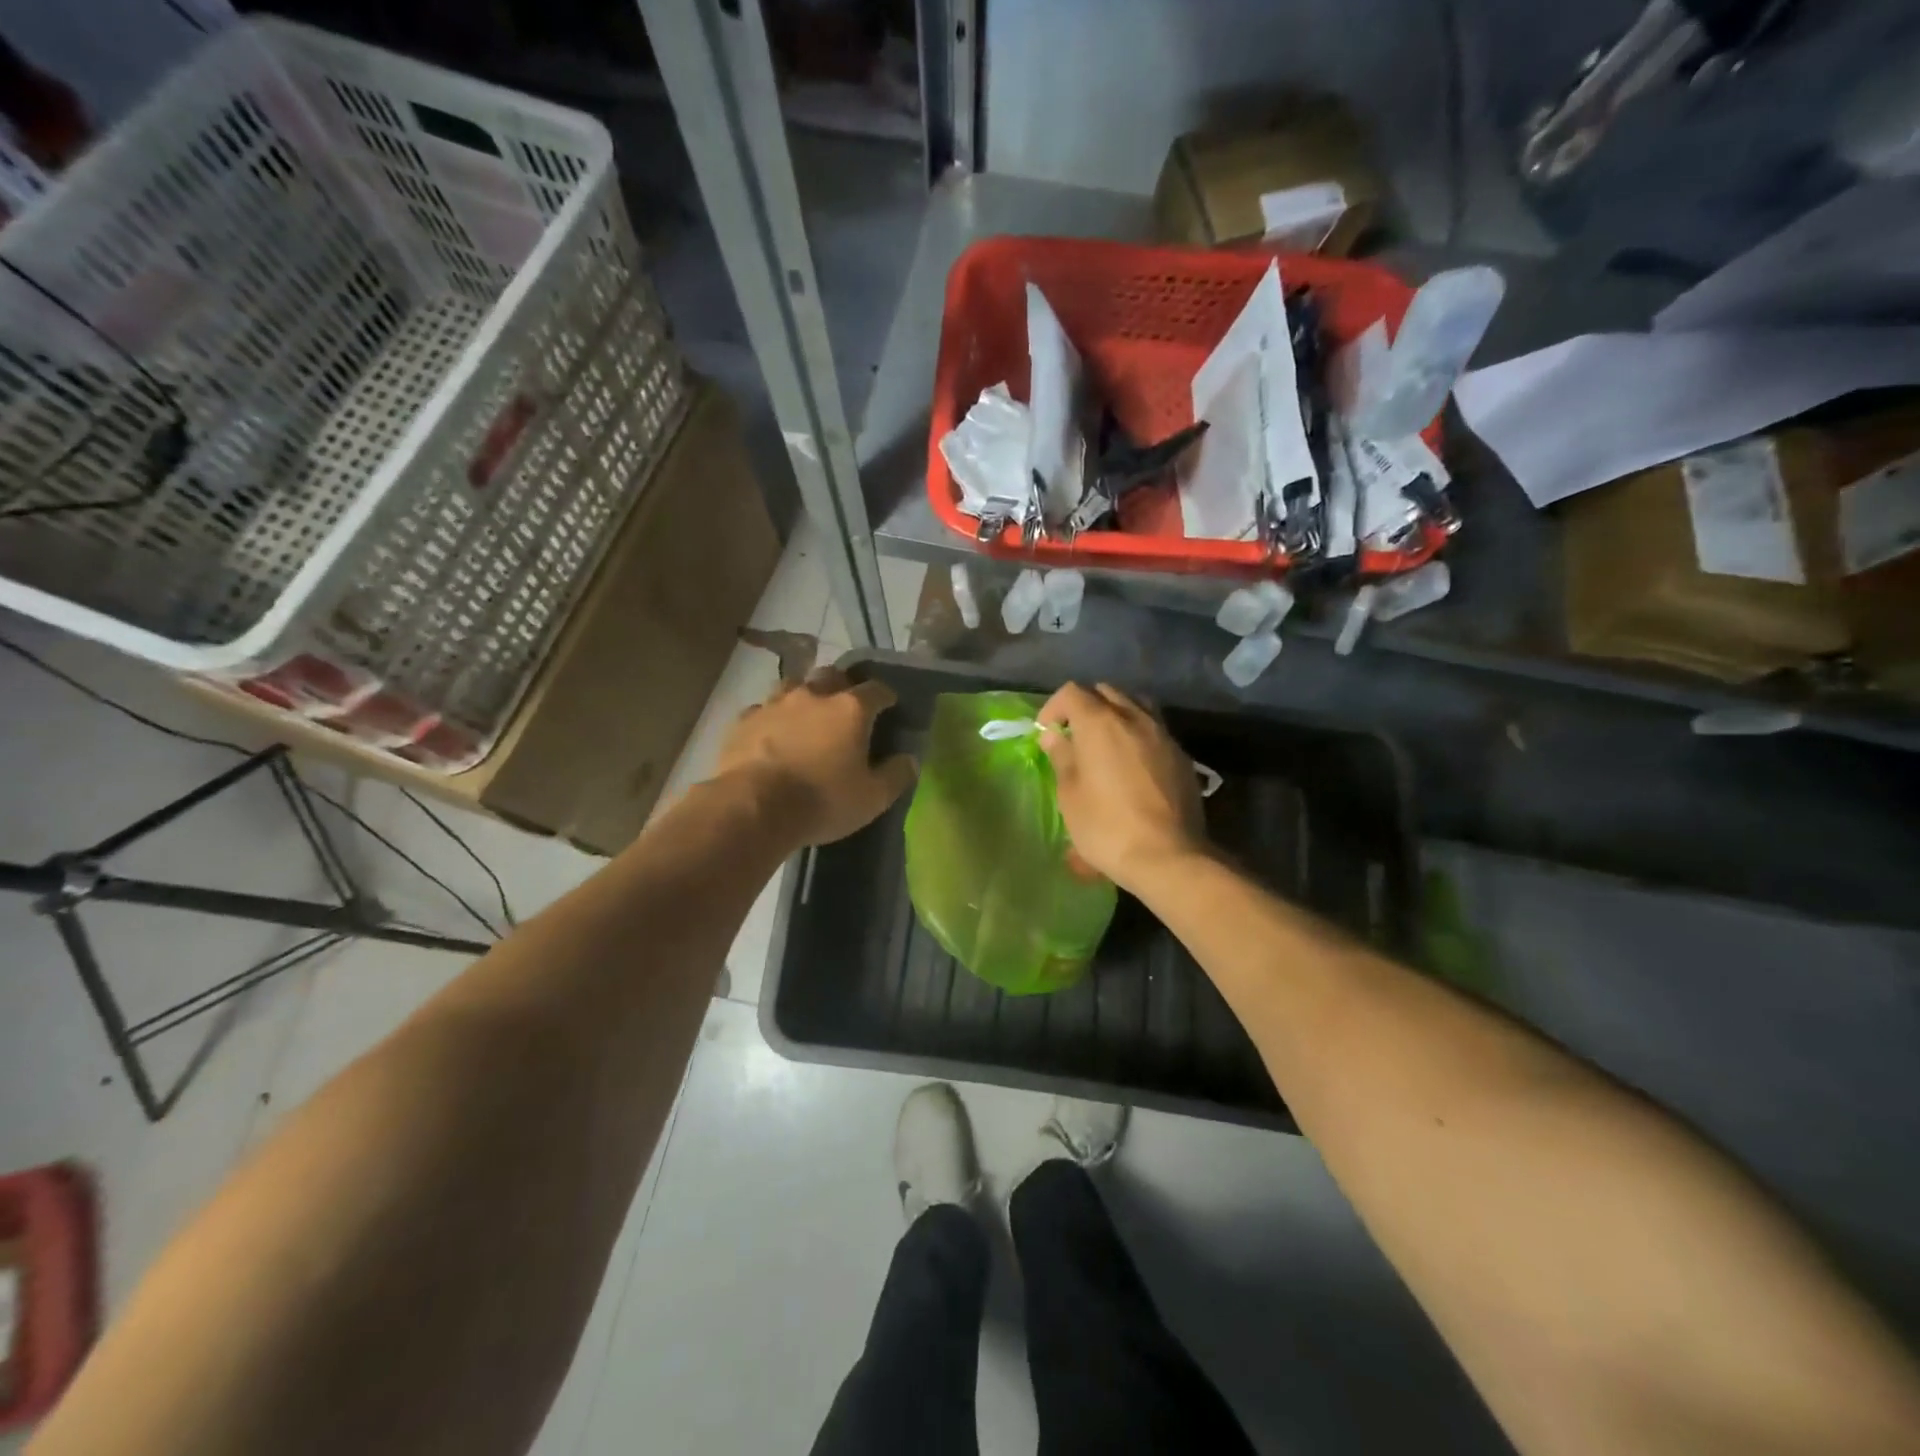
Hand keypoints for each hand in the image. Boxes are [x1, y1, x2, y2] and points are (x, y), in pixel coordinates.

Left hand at [713, 667, 916, 846]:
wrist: (753, 807)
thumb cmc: (822, 801)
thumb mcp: (872, 798)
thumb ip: (896, 775)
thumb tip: (909, 759)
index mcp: (851, 709)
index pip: (877, 690)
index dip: (886, 696)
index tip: (890, 707)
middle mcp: (814, 695)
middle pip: (833, 676)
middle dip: (843, 686)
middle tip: (846, 708)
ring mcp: (775, 703)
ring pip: (795, 685)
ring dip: (805, 695)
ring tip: (807, 716)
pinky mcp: (744, 720)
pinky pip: (763, 709)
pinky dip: (773, 717)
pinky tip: (773, 734)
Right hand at [1037, 683, 1206, 891]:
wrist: (1167, 855)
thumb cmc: (1106, 826)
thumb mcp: (1070, 794)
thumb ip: (1062, 757)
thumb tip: (1054, 735)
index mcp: (1100, 722)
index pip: (1072, 692)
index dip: (1054, 707)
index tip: (1047, 732)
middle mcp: (1133, 717)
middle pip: (1105, 692)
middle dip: (1085, 706)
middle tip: (1074, 735)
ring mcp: (1162, 734)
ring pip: (1136, 704)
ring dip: (1116, 714)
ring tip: (1106, 742)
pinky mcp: (1181, 754)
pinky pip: (1155, 729)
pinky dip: (1138, 734)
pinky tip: (1133, 763)